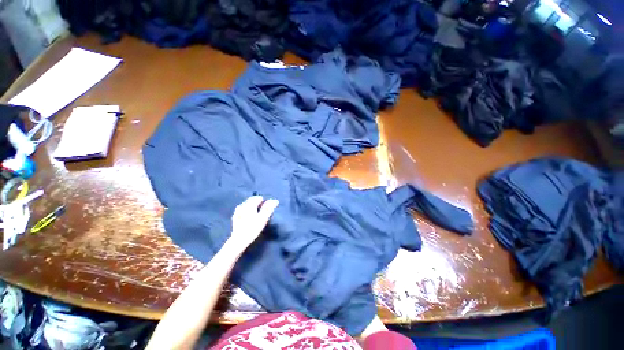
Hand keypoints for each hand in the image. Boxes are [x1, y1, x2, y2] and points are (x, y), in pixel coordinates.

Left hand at [228, 195, 278, 250]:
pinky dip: (248, 211)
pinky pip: (243, 209)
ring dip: (253, 207)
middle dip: (258, 204)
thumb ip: (269, 208)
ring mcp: (238, 211)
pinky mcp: (235, 216)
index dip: (264, 202)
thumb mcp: (263, 218)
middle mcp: (243, 205)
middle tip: (263, 212)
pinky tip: (249, 217)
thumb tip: (275, 200)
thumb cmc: (253, 228)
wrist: (239, 240)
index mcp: (249, 204)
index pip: (258, 198)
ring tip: (257, 215)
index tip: (267, 209)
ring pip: (247, 204)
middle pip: (252, 200)